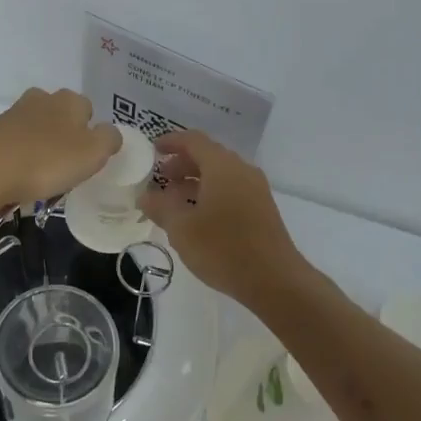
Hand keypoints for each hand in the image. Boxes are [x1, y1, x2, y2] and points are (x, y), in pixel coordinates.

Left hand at [0, 89, 120, 210]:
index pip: (89, 110)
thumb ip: (109, 139)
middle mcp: (41, 98)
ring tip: (40, 177)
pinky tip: (17, 176)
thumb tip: (109, 133)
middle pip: (61, 117)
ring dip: (41, 148)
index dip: (91, 134)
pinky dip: (19, 156)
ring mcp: (13, 113)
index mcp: (69, 100)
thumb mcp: (93, 153)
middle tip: (65, 168)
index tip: (87, 159)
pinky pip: (15, 143)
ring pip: (37, 129)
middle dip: (64, 138)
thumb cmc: (48, 160)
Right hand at [140, 130, 303, 303]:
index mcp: (222, 167)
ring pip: (221, 174)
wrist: (275, 280)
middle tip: (160, 179)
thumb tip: (145, 196)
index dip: (171, 141)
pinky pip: (232, 189)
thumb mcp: (182, 229)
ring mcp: (256, 189)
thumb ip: (161, 207)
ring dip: (195, 181)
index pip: (194, 140)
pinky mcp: (262, 208)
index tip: (153, 149)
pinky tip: (197, 216)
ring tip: (174, 201)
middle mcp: (242, 170)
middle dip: (182, 164)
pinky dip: (211, 193)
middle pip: (208, 155)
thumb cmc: (223, 249)